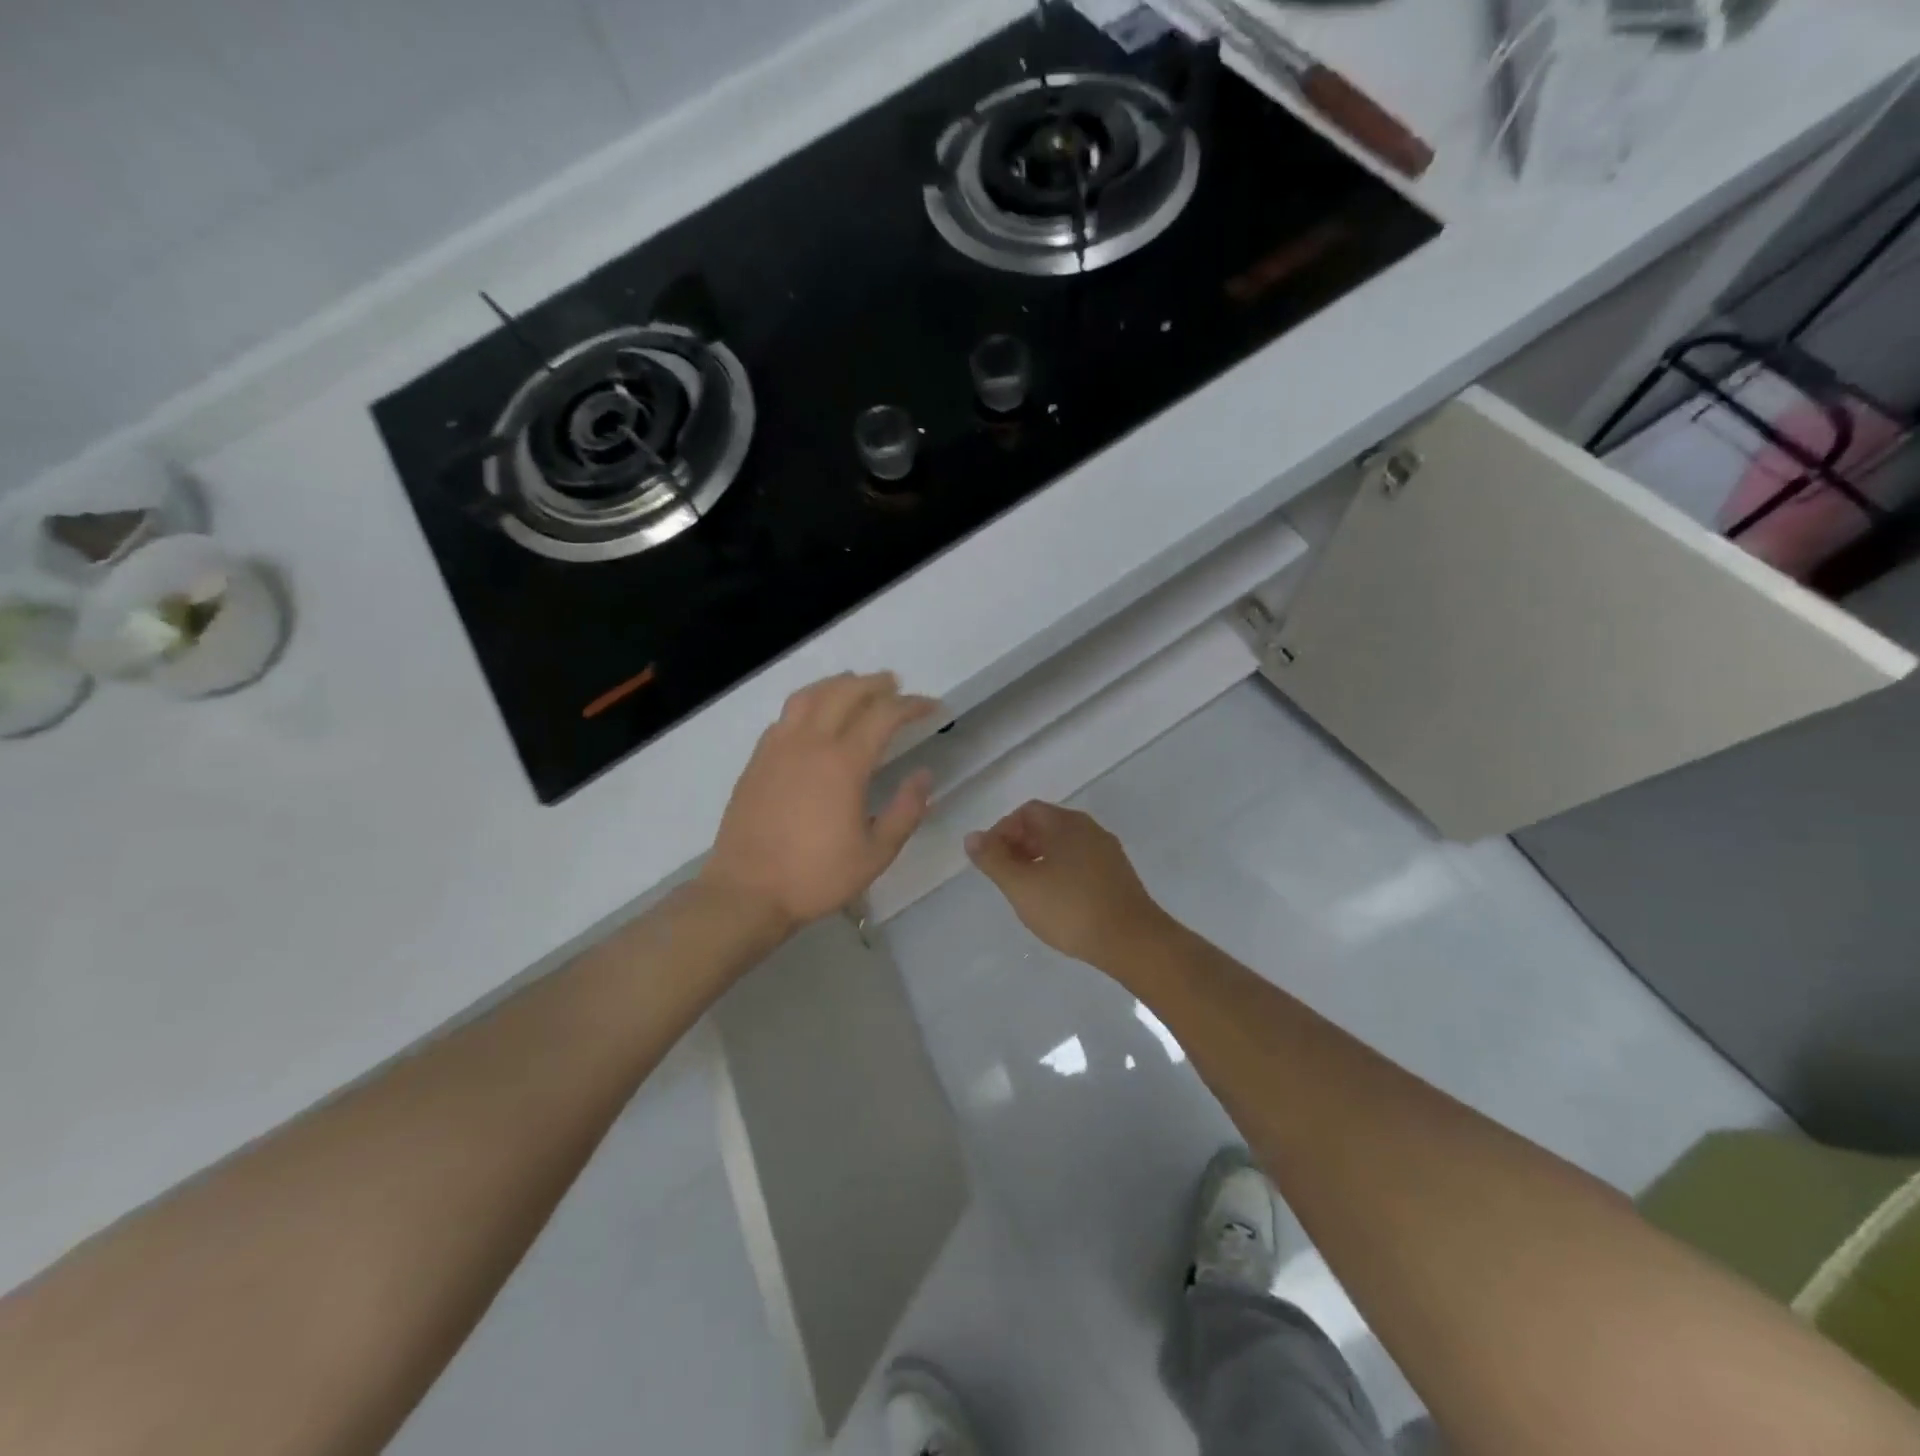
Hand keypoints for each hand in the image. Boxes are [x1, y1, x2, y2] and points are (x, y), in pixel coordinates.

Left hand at [701, 671, 937, 935]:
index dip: (912, 705)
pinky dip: (808, 704)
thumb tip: (925, 775)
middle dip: (875, 684)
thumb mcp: (876, 853)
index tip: (932, 707)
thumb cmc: (816, 877)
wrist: (746, 892)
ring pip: (809, 696)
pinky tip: (814, 717)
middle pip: (845, 692)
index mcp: (843, 763)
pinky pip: (786, 716)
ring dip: (837, 684)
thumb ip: (906, 811)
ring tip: (854, 685)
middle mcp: (809, 743)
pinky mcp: (757, 760)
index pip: (884, 715)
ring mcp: (778, 748)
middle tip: (896, 685)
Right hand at [965, 801, 1170, 965]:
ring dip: (1040, 860)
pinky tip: (1057, 901)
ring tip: (1027, 891)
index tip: (991, 860)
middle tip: (1005, 876)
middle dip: (1019, 845)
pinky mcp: (1118, 874)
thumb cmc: (1070, 909)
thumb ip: (993, 859)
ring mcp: (1107, 851)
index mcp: (1065, 823)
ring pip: (1064, 845)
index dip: (1002, 831)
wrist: (1133, 940)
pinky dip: (1061, 872)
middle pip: (1046, 825)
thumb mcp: (1021, 886)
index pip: (1026, 812)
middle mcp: (1089, 829)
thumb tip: (972, 836)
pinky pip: (1081, 862)